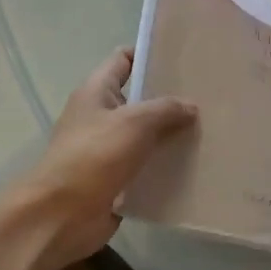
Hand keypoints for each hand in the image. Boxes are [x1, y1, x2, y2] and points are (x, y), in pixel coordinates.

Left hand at [0, 47, 196, 269]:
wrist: (61, 216)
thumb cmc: (94, 157)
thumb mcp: (134, 122)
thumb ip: (165, 109)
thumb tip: (190, 107)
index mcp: (96, 92)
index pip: (123, 60)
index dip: (150, 53)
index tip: (184, 56)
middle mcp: (100, 116)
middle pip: (139, 99)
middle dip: (170, 98)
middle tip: (208, 95)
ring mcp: (107, 150)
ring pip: (146, 135)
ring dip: (172, 135)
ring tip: (210, 129)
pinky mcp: (116, 180)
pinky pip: (146, 166)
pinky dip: (166, 166)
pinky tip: (196, 165)